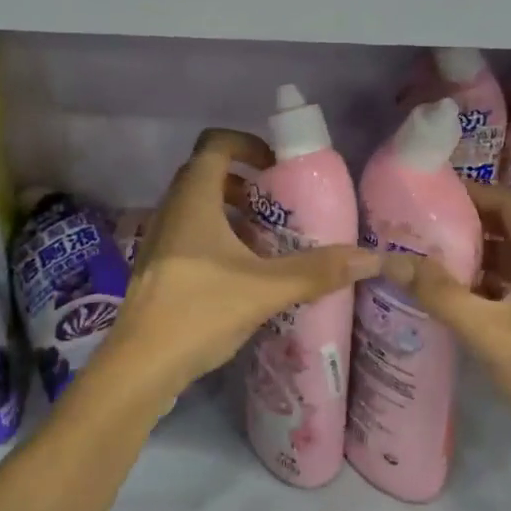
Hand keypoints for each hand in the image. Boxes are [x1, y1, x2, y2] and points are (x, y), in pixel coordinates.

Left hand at [106, 130, 380, 398]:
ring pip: (197, 207)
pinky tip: (241, 273)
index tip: (277, 168)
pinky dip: (217, 237)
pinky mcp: (157, 268)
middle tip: (278, 204)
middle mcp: (171, 210)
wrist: (139, 367)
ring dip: (231, 212)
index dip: (248, 144)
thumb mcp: (265, 289)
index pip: (215, 144)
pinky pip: (189, 234)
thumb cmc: (199, 312)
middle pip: (206, 174)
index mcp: (193, 200)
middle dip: (245, 182)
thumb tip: (371, 258)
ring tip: (266, 240)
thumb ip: (317, 271)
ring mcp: (159, 240)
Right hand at [381, 182, 510, 450]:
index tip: (433, 195)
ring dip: (478, 253)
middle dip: (469, 223)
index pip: (509, 202)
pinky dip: (491, 279)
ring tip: (434, 257)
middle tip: (424, 226)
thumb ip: (438, 293)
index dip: (473, 193)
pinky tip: (461, 295)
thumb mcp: (484, 330)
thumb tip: (392, 261)